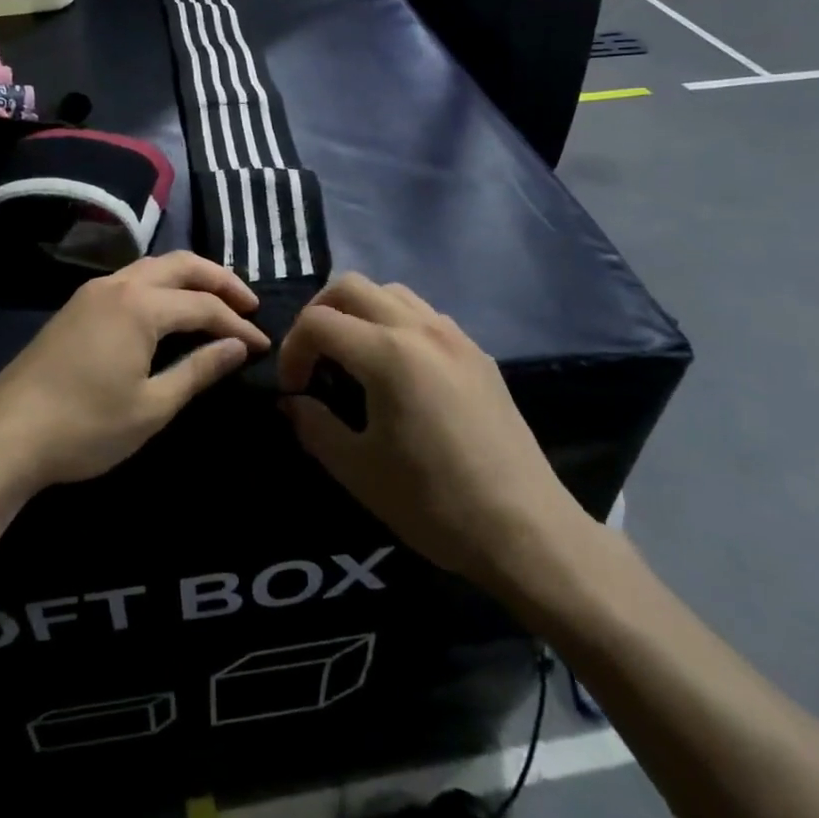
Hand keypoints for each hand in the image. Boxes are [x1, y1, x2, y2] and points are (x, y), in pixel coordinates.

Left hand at [0, 252, 268, 494]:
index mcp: (140, 305)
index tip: (263, 345)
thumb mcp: (151, 407)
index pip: (204, 305)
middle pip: (181, 265)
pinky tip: (169, 308)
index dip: (237, 325)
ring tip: (216, 301)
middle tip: (248, 303)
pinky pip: (132, 278)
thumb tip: (237, 347)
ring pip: (153, 266)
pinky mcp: (77, 304)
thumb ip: (198, 370)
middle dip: (219, 279)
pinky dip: (162, 284)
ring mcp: (93, 291)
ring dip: (189, 277)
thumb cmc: (85, 426)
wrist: (6, 434)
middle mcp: (119, 285)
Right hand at [277, 275, 599, 610]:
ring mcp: (454, 336)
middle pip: (351, 286)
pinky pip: (424, 315)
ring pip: (391, 292)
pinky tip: (398, 370)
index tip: (293, 390)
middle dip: (319, 313)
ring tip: (352, 356)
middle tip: (312, 357)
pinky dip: (395, 323)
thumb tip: (293, 403)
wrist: (526, 531)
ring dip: (359, 311)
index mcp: (387, 353)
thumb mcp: (358, 470)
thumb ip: (314, 426)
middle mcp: (420, 328)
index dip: (292, 350)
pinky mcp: (477, 353)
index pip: (318, 322)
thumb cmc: (434, 503)